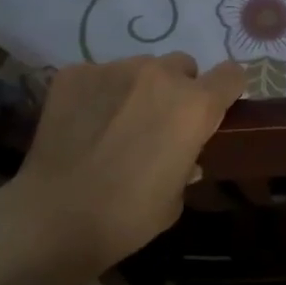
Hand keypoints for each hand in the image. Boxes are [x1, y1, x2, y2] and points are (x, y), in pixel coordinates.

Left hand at [2, 53, 247, 278]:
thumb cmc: (127, 217)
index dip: (226, 90)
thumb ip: (187, 163)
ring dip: (137, 89)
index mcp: (195, 106)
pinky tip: (82, 124)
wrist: (54, 218)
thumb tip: (185, 156)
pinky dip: (97, 94)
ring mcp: (115, 68)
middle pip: (182, 66)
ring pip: (139, 68)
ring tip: (113, 125)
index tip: (216, 108)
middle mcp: (160, 75)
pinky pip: (98, 75)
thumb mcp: (175, 198)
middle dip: (177, 89)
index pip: (231, 74)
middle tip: (157, 123)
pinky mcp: (75, 72)